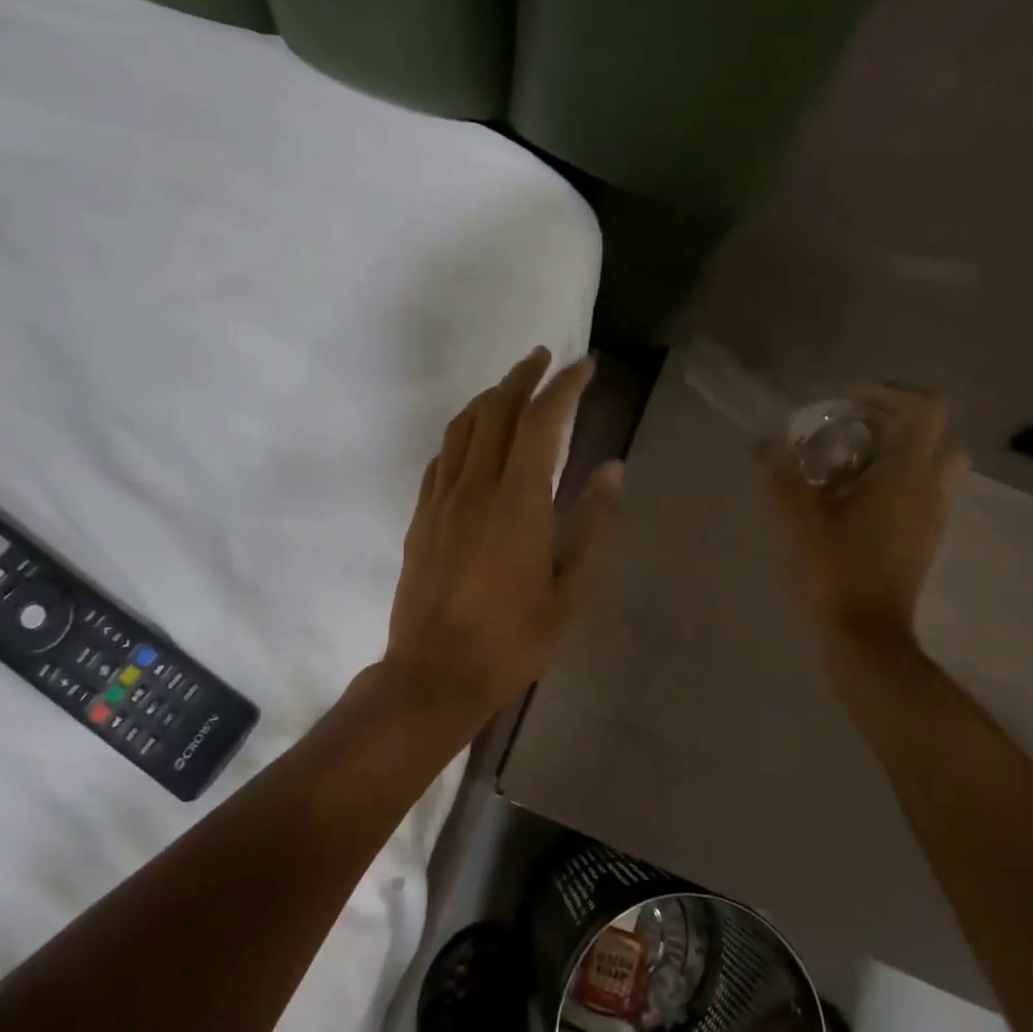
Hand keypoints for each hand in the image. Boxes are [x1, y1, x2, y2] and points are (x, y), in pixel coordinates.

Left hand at [385, 348, 624, 721]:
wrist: (435, 673)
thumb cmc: (512, 641)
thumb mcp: (571, 593)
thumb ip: (593, 527)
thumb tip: (612, 471)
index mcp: (518, 502)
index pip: (542, 423)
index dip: (564, 387)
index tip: (584, 366)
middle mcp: (475, 488)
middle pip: (496, 411)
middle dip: (522, 376)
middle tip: (544, 358)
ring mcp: (441, 501)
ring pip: (462, 428)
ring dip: (488, 398)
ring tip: (510, 387)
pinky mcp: (421, 518)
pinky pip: (440, 459)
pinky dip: (461, 435)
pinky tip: (472, 439)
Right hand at [768, 386, 968, 649]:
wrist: (865, 636)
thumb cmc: (833, 572)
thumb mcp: (796, 521)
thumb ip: (782, 476)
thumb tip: (770, 443)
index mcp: (906, 476)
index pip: (925, 410)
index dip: (890, 394)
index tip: (848, 403)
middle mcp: (930, 490)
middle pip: (934, 435)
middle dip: (894, 423)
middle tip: (849, 432)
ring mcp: (933, 517)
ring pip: (932, 466)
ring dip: (897, 455)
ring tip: (849, 467)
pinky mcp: (924, 540)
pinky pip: (921, 494)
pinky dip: (895, 483)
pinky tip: (851, 503)